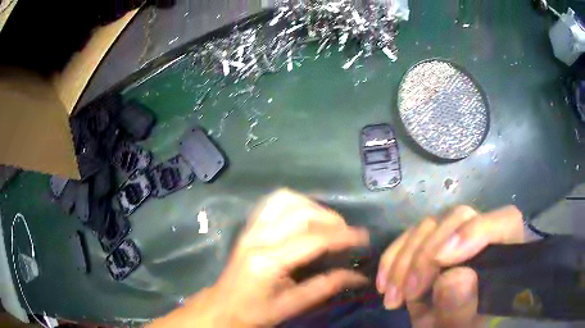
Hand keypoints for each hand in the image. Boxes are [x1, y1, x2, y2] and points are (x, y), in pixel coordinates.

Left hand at [150, 189, 369, 327]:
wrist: (222, 307)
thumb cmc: (255, 312)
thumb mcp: (292, 305)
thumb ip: (326, 287)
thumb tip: (358, 277)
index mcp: (268, 262)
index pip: (313, 240)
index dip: (343, 236)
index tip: (363, 238)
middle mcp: (258, 238)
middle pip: (301, 213)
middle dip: (330, 219)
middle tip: (346, 233)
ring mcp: (250, 229)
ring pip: (285, 200)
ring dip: (312, 206)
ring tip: (327, 223)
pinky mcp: (248, 227)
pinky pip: (272, 203)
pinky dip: (294, 203)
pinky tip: (304, 216)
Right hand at [376, 205, 524, 327]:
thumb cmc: (458, 327)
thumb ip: (461, 309)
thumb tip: (453, 278)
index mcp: (504, 255)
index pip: (505, 222)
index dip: (476, 231)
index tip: (440, 260)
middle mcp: (483, 236)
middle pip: (460, 218)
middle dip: (427, 255)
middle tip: (410, 292)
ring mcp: (457, 235)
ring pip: (430, 224)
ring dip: (405, 260)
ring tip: (393, 297)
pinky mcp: (433, 240)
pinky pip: (410, 236)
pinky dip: (393, 258)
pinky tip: (385, 284)